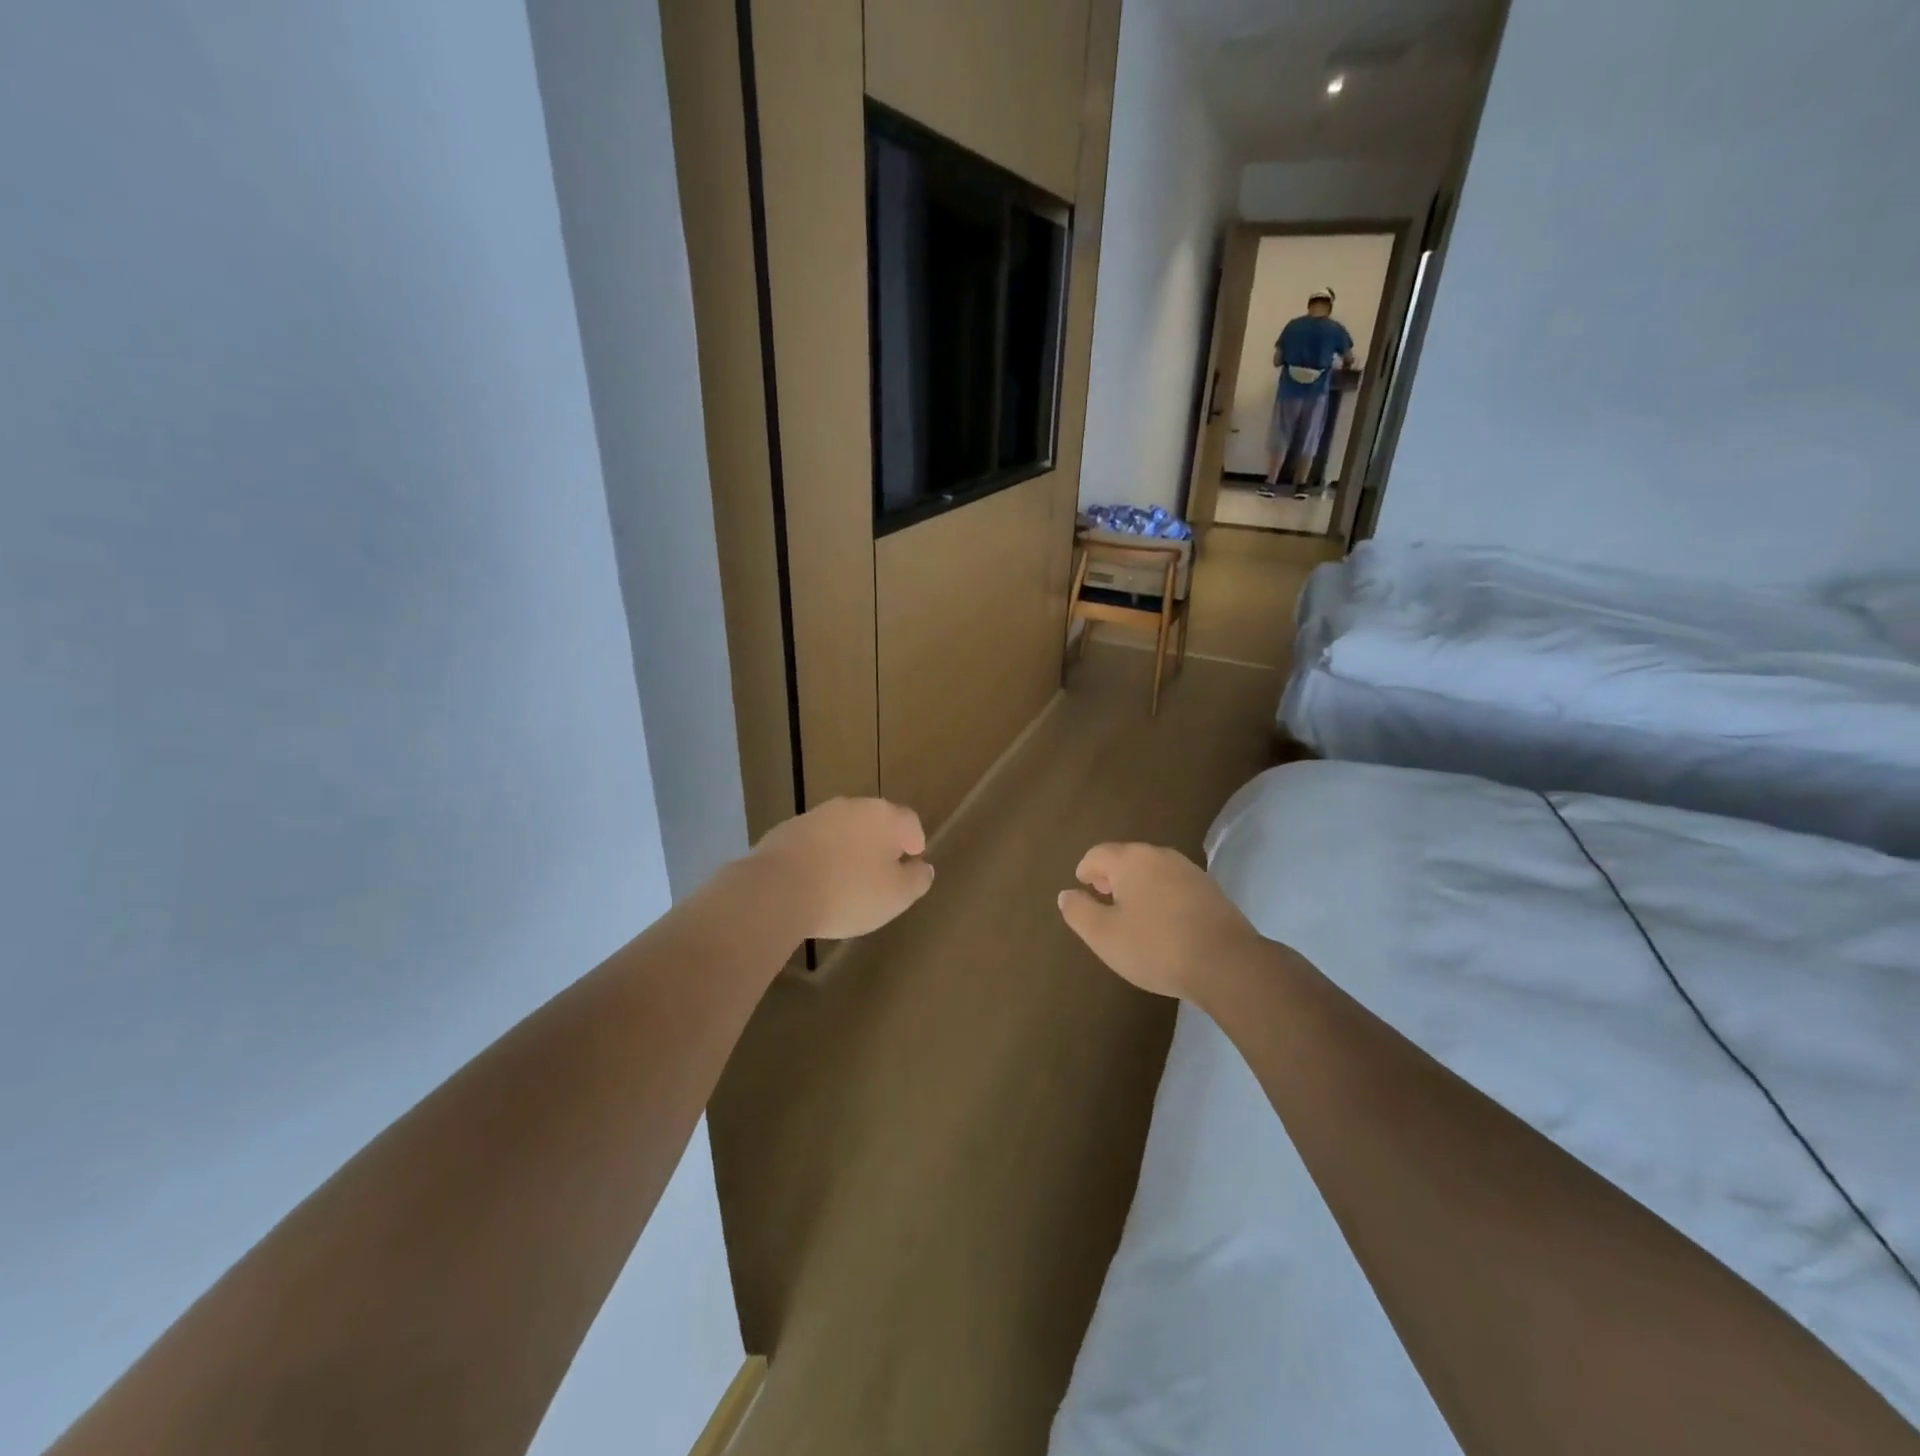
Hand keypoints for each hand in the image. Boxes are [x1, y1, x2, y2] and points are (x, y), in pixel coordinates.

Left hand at [751, 797, 934, 940]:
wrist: (776, 891)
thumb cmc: (848, 893)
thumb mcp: (896, 896)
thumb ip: (916, 880)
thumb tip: (923, 868)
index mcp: (884, 816)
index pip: (909, 821)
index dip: (915, 840)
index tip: (913, 860)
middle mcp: (851, 806)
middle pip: (874, 821)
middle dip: (880, 842)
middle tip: (882, 870)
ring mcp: (815, 816)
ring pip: (842, 830)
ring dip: (848, 848)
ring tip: (847, 879)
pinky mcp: (785, 831)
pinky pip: (814, 843)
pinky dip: (820, 857)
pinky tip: (816, 882)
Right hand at [1058, 842, 1262, 1000]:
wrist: (1227, 964)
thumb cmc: (1155, 946)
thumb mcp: (1103, 935)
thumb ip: (1078, 911)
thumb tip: (1067, 894)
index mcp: (1131, 859)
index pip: (1098, 854)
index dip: (1085, 871)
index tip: (1082, 888)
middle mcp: (1161, 856)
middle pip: (1127, 859)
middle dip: (1112, 877)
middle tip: (1104, 899)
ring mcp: (1191, 871)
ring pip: (1154, 872)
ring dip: (1139, 887)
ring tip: (1133, 915)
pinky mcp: (1212, 891)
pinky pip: (1176, 887)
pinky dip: (1163, 898)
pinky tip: (1164, 924)